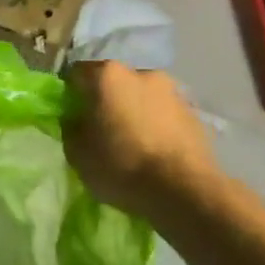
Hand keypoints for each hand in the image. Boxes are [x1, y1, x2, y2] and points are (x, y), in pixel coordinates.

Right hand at [63, 60, 218, 218]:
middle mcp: (141, 73)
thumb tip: (76, 119)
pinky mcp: (194, 112)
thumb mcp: (77, 153)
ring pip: (142, 97)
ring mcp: (172, 91)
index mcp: (108, 76)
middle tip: (101, 130)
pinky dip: (156, 125)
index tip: (71, 115)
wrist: (184, 191)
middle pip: (113, 82)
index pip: (77, 73)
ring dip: (134, 112)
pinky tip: (154, 151)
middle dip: (106, 101)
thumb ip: (71, 128)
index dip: (71, 94)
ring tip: (132, 143)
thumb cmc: (121, 166)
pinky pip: (164, 114)